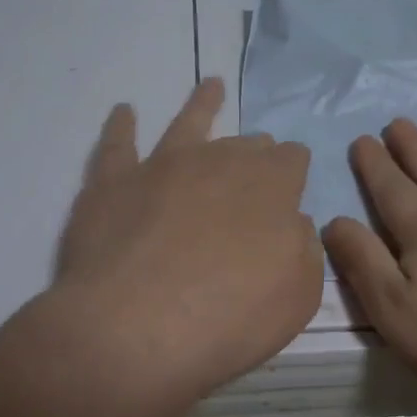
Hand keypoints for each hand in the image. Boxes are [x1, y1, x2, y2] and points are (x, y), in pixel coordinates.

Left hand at [51, 77, 322, 415]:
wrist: (135, 329)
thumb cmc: (228, 319)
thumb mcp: (298, 297)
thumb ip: (304, 250)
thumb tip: (293, 224)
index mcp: (271, 186)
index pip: (292, 160)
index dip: (293, 170)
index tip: (291, 185)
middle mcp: (219, 162)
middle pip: (244, 145)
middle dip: (254, 150)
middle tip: (255, 160)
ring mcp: (162, 167)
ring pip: (187, 124)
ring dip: (201, 105)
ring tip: (210, 87)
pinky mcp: (113, 183)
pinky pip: (117, 145)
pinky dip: (121, 126)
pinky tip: (124, 112)